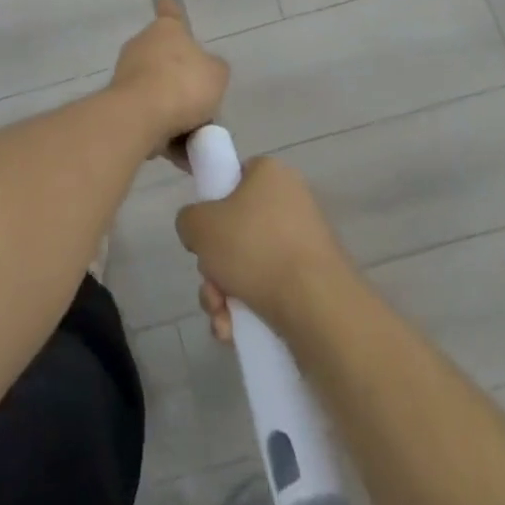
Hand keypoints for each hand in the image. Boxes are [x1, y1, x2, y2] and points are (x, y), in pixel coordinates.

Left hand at [109, 0, 229, 153]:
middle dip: (185, 86)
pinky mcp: (119, 104)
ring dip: (177, 116)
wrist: (140, 116)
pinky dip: (164, 135)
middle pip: (169, 63)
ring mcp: (127, 75)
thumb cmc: (183, 84)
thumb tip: (204, 74)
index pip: (171, 14)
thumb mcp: (217, 74)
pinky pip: (150, 118)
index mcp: (166, 31)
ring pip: (160, 95)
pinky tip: (181, 156)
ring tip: (196, 140)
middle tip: (205, 108)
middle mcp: (142, 47)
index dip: (172, 9)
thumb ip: (214, 70)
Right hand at [176, 156, 350, 336]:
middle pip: (236, 230)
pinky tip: (234, 330)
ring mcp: (305, 243)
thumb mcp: (199, 225)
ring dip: (224, 292)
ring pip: (249, 265)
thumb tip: (200, 233)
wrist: (317, 306)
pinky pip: (269, 288)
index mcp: (270, 174)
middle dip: (214, 266)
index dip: (212, 205)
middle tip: (210, 283)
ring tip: (222, 316)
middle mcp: (292, 202)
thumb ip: (188, 219)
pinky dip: (248, 308)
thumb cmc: (254, 248)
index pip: (234, 178)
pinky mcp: (314, 281)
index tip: (204, 233)